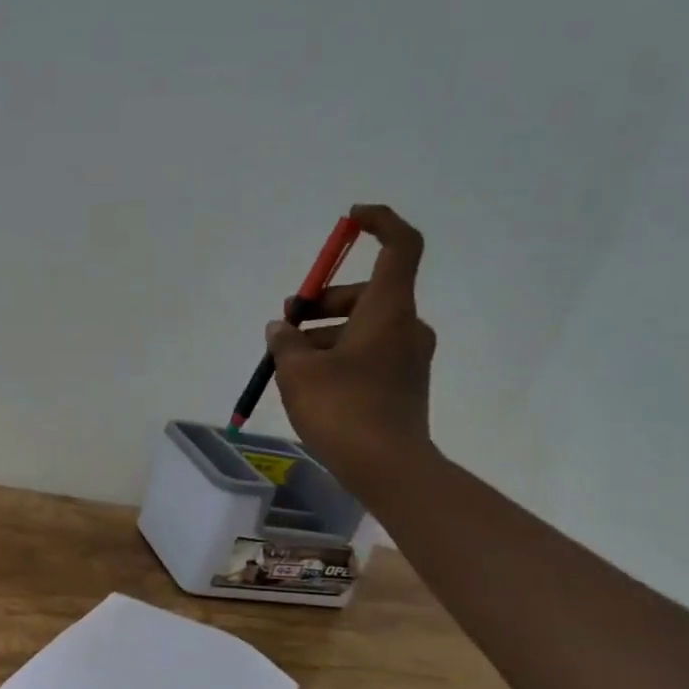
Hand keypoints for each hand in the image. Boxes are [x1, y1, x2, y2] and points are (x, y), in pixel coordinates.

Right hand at [269, 204, 437, 494]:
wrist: (388, 468)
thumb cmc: (343, 409)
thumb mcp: (298, 371)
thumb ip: (285, 342)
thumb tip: (280, 328)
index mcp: (388, 310)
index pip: (399, 246)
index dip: (379, 222)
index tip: (350, 220)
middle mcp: (405, 327)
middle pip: (365, 293)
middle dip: (321, 303)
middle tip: (286, 325)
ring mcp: (407, 357)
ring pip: (362, 327)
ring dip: (323, 335)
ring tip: (287, 364)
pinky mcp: (402, 384)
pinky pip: (367, 353)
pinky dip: (338, 355)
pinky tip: (309, 383)